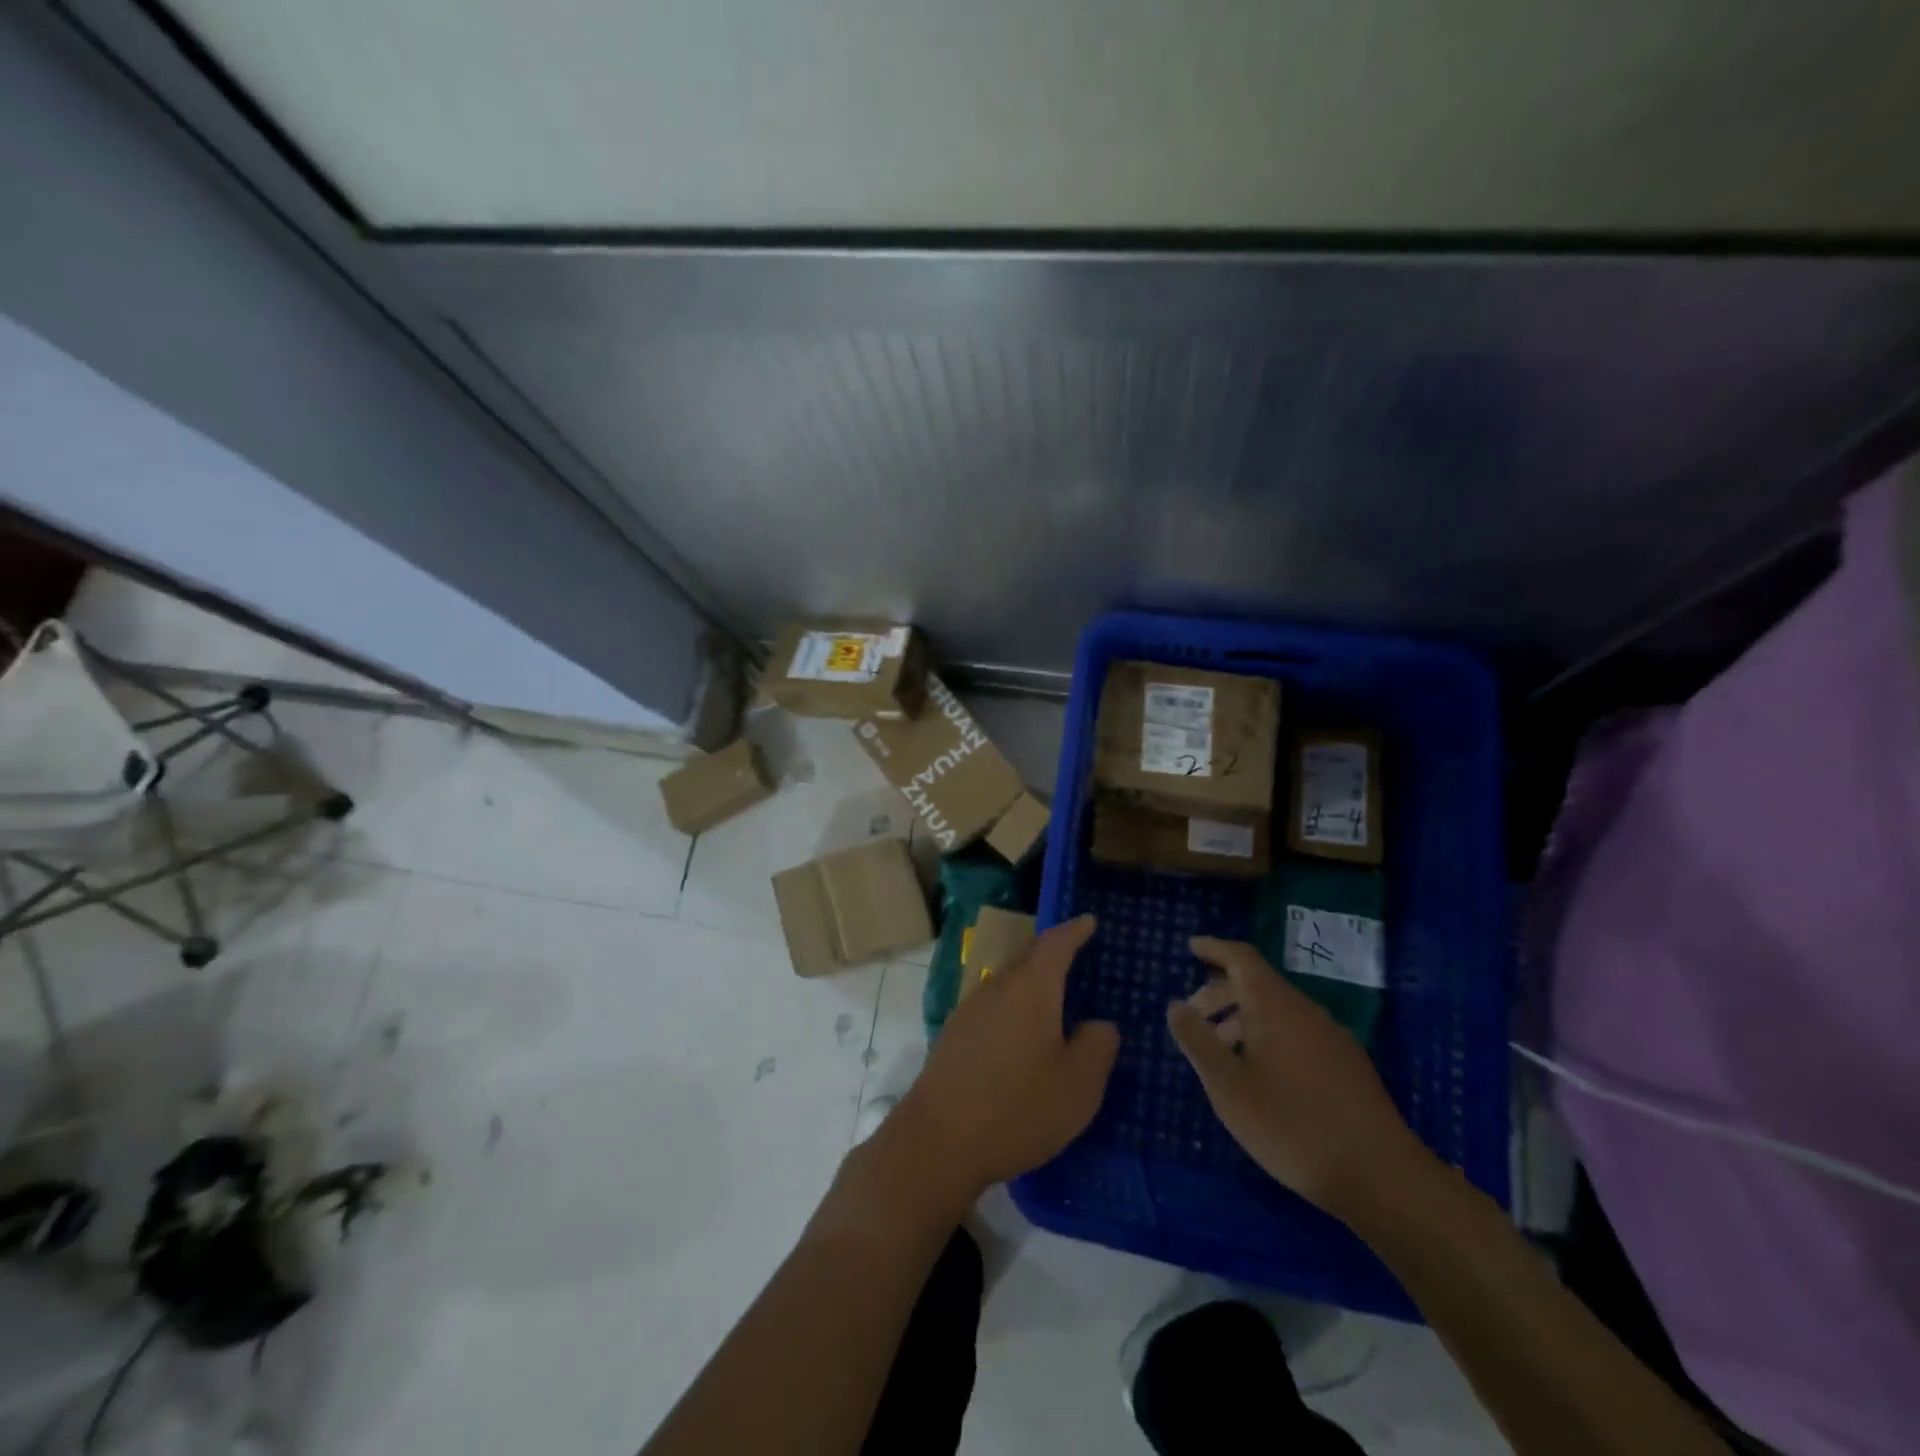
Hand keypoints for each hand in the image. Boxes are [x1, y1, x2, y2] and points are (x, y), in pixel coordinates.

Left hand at [876, 915, 1118, 1211]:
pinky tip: (1023, 1029)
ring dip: (1032, 977)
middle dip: (1052, 949)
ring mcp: (970, 1009)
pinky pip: (994, 1003)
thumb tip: (1099, 1025)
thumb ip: (1096, 1047)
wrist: (938, 1141)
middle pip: (1028, 956)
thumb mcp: (1077, 1086)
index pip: (1055, 944)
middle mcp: (997, 987)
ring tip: (1055, 991)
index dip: (1074, 930)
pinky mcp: (955, 1034)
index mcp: (1031, 988)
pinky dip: (1015, 1002)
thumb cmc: (1017, 1108)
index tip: (1089, 920)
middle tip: (1076, 949)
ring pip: (1008, 979)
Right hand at [1166, 937, 1427, 1220]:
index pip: (1241, 958)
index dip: (1214, 948)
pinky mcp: (1348, 1065)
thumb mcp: (1228, 1085)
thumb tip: (1177, 1005)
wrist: (1380, 1177)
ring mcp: (1332, 1037)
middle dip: (1221, 993)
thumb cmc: (1291, 1125)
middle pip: (1258, 984)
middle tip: (1194, 1019)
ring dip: (1243, 1019)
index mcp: (1275, 1005)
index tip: (1191, 947)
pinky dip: (1268, 1037)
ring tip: (1222, 1053)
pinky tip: (1260, 1075)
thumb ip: (1197, 1040)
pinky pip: (1297, 1032)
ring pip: (1278, 1011)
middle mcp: (1305, 1011)